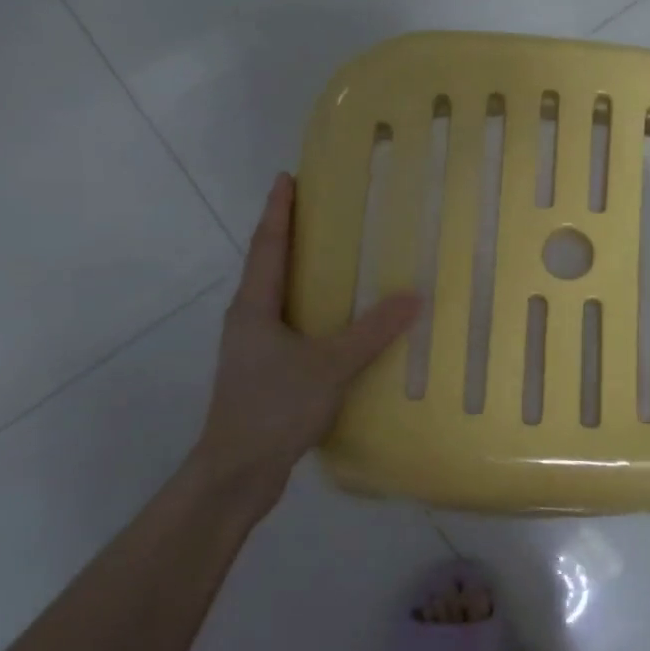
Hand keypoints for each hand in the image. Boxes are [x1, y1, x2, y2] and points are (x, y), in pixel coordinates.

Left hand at [195, 174, 419, 497]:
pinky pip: (290, 325)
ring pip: (278, 297)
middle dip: (289, 234)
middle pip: (269, 265)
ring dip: (300, 273)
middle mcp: (248, 319)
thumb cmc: (274, 407)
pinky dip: (310, 309)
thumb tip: (413, 296)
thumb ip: (371, 331)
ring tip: (333, 258)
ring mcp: (253, 347)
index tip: (286, 177)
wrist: (236, 472)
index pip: (267, 245)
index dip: (278, 210)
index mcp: (255, 307)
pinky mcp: (263, 371)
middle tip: (320, 209)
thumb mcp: (330, 366)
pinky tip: (336, 322)